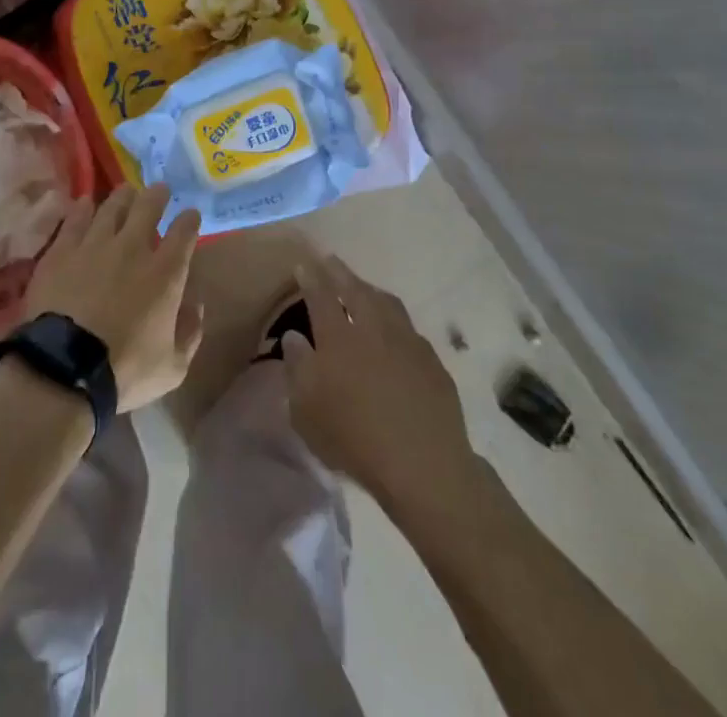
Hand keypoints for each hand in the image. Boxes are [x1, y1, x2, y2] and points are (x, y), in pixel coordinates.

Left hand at [22, 184, 203, 411]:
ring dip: (123, 197)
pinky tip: (86, 203)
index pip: (184, 233)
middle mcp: (133, 248)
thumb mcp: (172, 367)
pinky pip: (76, 219)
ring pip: (112, 206)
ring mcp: (95, 244)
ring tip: (126, 192)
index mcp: (166, 273)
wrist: (65, 367)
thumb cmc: (125, 371)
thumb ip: (189, 334)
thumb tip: (195, 307)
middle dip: (157, 195)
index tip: (190, 214)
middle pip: (148, 207)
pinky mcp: (62, 249)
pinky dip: (83, 208)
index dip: (189, 220)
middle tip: (159, 190)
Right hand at [282, 256, 479, 522]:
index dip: (311, 278)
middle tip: (331, 262)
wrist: (423, 464)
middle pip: (355, 290)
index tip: (304, 264)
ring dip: (370, 290)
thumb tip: (294, 337)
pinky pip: (409, 328)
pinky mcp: (432, 361)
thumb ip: (297, 369)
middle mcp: (372, 329)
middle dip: (340, 273)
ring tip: (362, 287)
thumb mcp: (306, 412)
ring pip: (386, 303)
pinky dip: (395, 320)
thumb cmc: (354, 440)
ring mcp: (406, 342)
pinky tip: (395, 330)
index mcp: (337, 338)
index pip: (320, 296)